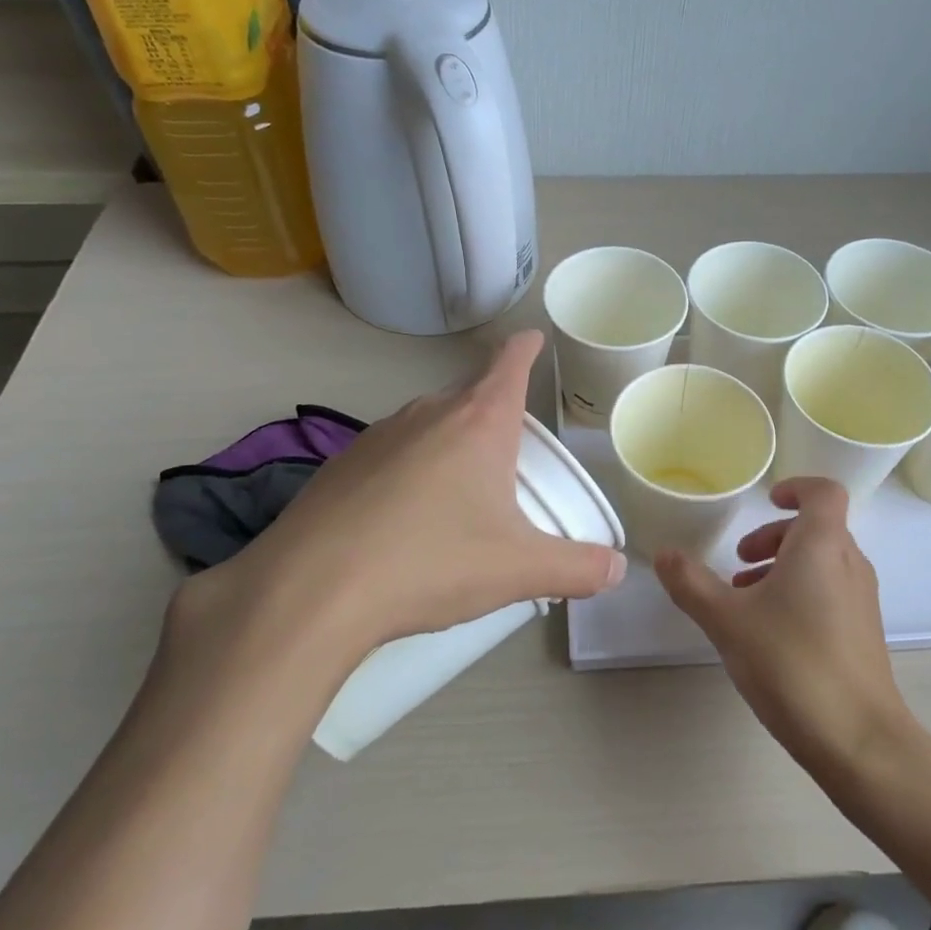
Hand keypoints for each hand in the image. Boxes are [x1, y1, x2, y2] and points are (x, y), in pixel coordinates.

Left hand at [168, 331, 625, 678]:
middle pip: (471, 395)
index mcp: (478, 422)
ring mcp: (378, 434)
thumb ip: (577, 568)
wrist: (313, 590)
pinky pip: (391, 451)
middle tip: (510, 456)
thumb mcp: (517, 570)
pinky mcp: (341, 462)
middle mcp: (428, 413)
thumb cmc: (430, 563)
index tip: (533, 340)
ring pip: (429, 423)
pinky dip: (409, 468)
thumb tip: (617, 569)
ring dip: (450, 443)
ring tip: (458, 492)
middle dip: (494, 414)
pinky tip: (402, 516)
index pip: (509, 363)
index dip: (526, 348)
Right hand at [655, 477, 909, 768]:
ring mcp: (861, 600)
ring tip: (745, 599)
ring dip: (783, 567)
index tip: (765, 501)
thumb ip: (691, 583)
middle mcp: (849, 564)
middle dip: (774, 537)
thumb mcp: (727, 620)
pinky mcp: (863, 633)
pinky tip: (770, 633)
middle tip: (739, 562)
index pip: (824, 492)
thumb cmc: (791, 663)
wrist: (859, 740)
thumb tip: (664, 554)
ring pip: (822, 562)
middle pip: (817, 528)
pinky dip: (800, 593)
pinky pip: (831, 591)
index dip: (796, 487)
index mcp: (822, 546)